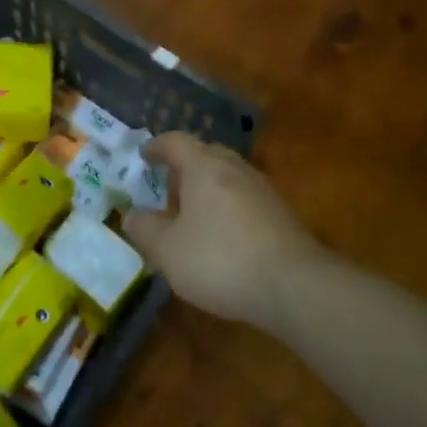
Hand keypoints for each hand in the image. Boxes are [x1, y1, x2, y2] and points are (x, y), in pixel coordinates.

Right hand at [122, 132, 324, 326]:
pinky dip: (225, 208)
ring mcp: (261, 189)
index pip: (175, 141)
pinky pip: (242, 199)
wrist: (294, 285)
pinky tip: (220, 239)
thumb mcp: (167, 250)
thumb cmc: (220, 259)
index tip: (143, 158)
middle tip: (165, 192)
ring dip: (205, 191)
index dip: (156, 147)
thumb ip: (144, 230)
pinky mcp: (279, 213)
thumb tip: (131, 215)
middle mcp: (234, 168)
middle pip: (204, 155)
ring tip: (190, 219)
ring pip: (225, 177)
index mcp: (203, 166)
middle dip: (182, 170)